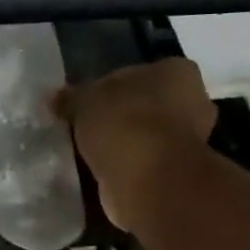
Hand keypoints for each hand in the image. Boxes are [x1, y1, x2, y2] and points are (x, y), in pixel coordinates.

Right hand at [53, 58, 217, 231]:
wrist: (147, 178)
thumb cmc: (123, 121)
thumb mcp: (84, 101)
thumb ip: (71, 98)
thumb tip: (55, 98)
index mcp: (178, 72)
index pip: (140, 73)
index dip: (110, 87)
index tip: (88, 103)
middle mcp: (195, 102)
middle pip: (147, 105)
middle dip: (121, 116)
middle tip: (88, 127)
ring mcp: (191, 141)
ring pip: (147, 136)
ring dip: (124, 143)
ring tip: (90, 151)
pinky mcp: (179, 173)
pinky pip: (146, 163)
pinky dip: (128, 166)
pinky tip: (103, 170)